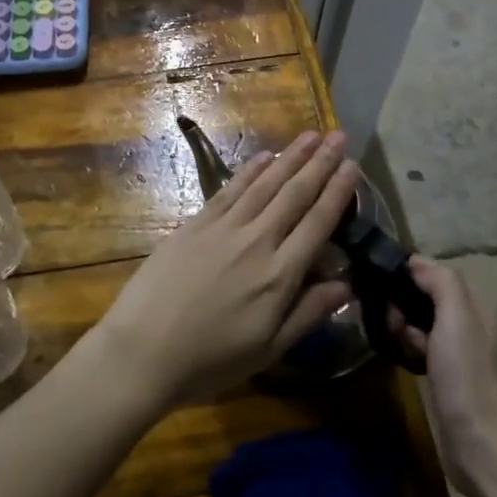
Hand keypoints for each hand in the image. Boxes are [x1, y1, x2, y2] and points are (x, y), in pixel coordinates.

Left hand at [87, 131, 359, 408]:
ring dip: (290, 157)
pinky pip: (229, 190)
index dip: (338, 192)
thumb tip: (348, 284)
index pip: (318, 223)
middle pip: (294, 194)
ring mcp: (222, 229)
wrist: (143, 351)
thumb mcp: (268, 350)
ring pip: (264, 184)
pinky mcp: (194, 224)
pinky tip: (264, 156)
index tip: (354, 166)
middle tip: (339, 136)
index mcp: (279, 275)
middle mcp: (256, 242)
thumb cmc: (209, 361)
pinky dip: (250, 171)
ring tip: (310, 135)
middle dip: (319, 163)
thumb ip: (308, 313)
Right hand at [390, 258, 496, 491]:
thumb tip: (413, 262)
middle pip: (423, 294)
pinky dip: (405, 345)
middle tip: (390, 322)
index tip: (381, 286)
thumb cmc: (468, 377)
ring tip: (392, 341)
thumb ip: (440, 281)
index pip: (434, 271)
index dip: (406, 274)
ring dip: (400, 326)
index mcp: (478, 303)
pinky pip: (418, 344)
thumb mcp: (457, 318)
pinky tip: (398, 357)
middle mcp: (471, 320)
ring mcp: (459, 348)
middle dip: (400, 302)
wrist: (480, 445)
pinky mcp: (446, 372)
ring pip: (418, 320)